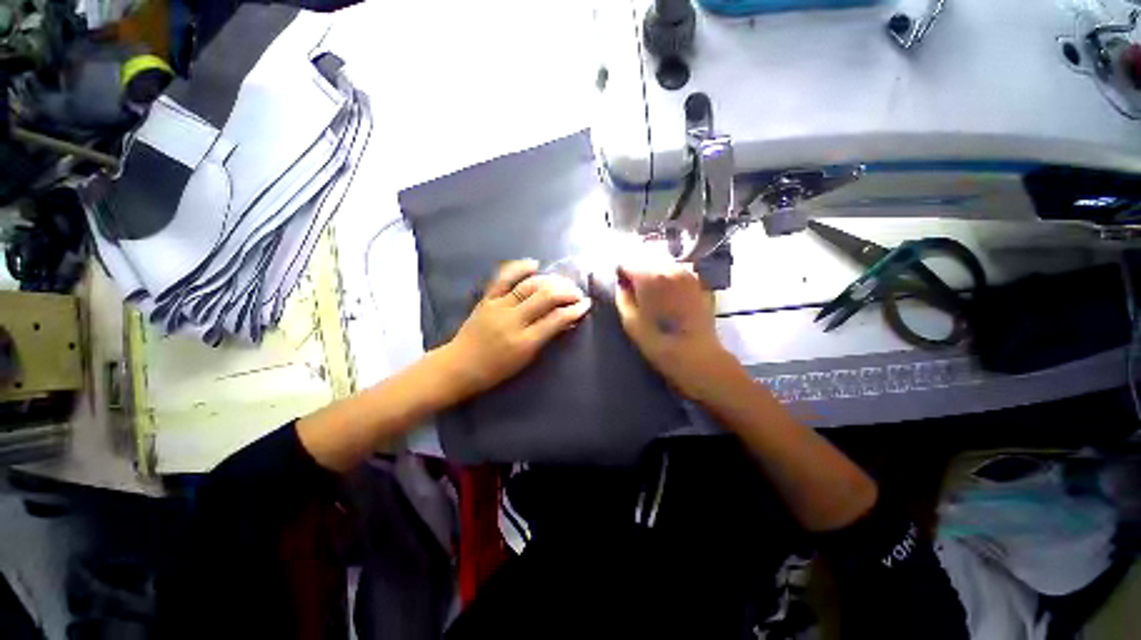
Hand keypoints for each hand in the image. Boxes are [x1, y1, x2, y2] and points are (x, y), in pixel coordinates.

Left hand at [438, 259, 591, 399]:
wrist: (460, 366)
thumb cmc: (496, 370)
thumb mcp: (526, 359)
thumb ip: (546, 337)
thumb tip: (565, 319)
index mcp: (524, 342)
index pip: (556, 319)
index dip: (574, 310)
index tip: (586, 304)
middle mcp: (513, 320)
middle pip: (545, 297)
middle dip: (566, 292)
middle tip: (577, 293)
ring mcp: (498, 307)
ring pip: (529, 285)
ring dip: (551, 281)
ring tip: (563, 282)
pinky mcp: (487, 299)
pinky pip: (504, 278)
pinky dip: (520, 268)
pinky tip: (534, 264)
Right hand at [615, 259, 738, 401]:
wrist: (697, 356)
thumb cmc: (658, 342)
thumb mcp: (630, 322)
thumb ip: (622, 297)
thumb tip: (622, 284)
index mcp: (649, 276)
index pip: (627, 263)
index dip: (621, 273)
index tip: (620, 284)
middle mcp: (670, 268)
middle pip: (646, 258)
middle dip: (637, 270)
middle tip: (633, 287)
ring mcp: (688, 274)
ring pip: (663, 263)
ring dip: (654, 271)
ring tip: (651, 290)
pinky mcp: (699, 283)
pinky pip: (678, 272)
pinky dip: (669, 277)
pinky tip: (668, 293)